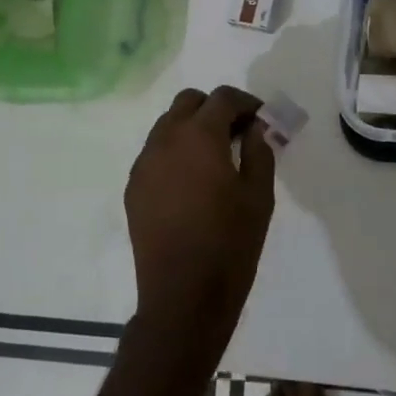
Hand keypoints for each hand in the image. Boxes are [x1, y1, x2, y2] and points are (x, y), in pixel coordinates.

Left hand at [124, 86, 276, 352]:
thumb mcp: (259, 196)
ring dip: (192, 128)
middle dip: (215, 109)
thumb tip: (256, 127)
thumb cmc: (230, 244)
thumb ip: (259, 151)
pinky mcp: (133, 187)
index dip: (247, 103)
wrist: (183, 296)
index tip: (262, 120)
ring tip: (215, 158)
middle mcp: (165, 140)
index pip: (223, 98)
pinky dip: (175, 152)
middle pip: (188, 102)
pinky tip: (192, 182)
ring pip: (167, 125)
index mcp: (199, 136)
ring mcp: (144, 164)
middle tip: (238, 134)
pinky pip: (155, 153)